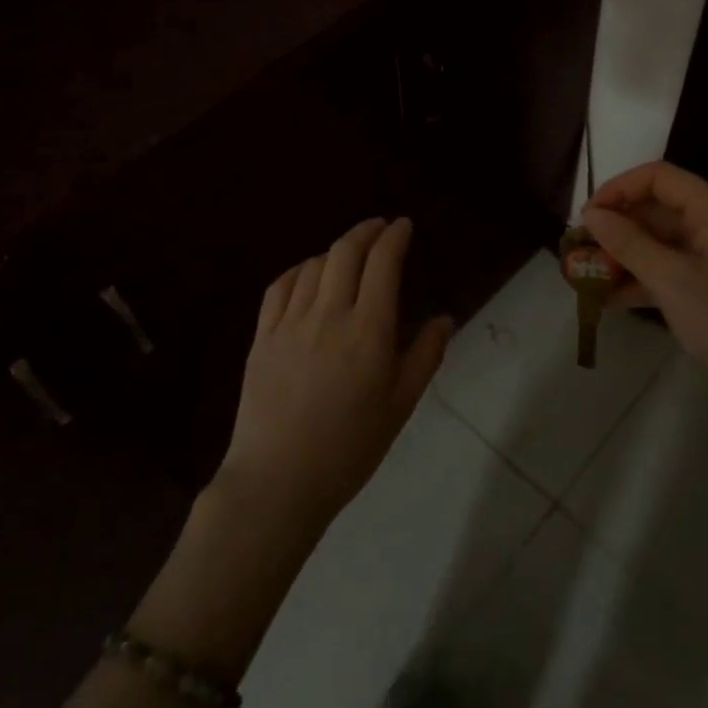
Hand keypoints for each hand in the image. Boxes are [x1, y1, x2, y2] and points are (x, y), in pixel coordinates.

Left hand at [218, 218, 453, 536]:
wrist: (279, 481)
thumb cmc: (349, 448)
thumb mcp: (400, 406)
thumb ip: (425, 357)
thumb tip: (445, 319)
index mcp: (368, 331)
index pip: (382, 263)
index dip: (395, 237)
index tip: (404, 226)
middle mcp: (328, 315)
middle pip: (345, 252)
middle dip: (366, 231)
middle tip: (380, 228)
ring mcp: (289, 323)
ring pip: (314, 265)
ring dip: (336, 250)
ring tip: (350, 253)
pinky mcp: (262, 336)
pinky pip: (280, 286)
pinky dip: (300, 270)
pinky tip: (308, 274)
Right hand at [582, 161, 707, 415]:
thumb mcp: (673, 281)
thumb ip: (629, 244)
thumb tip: (591, 215)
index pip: (658, 177)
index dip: (618, 190)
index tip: (586, 217)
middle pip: (655, 209)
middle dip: (615, 227)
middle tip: (578, 252)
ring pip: (657, 242)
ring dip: (621, 256)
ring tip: (584, 278)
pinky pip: (667, 269)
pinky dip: (639, 280)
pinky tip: (607, 301)